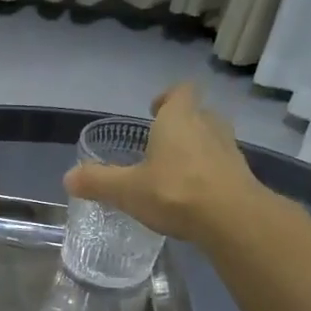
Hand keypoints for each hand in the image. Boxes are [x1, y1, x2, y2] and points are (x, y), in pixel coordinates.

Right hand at [63, 82, 257, 241]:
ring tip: (176, 171)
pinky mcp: (242, 176)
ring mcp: (229, 151)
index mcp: (179, 119)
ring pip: (212, 140)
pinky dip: (208, 175)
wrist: (232, 219)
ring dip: (196, 150)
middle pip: (198, 114)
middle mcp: (208, 126)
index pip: (180, 91)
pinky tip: (194, 196)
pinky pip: (221, 167)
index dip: (168, 97)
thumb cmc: (175, 192)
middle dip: (181, 125)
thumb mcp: (126, 190)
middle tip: (161, 144)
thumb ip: (97, 182)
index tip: (155, 109)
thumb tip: (68, 178)